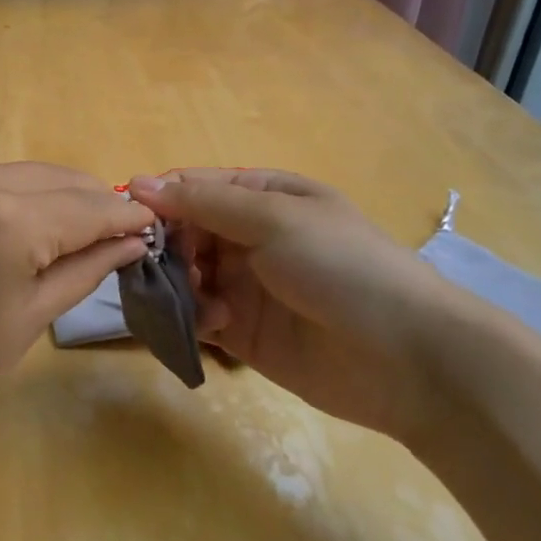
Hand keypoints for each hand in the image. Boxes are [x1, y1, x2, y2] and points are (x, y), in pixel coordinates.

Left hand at [0, 163, 153, 437]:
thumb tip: (133, 240)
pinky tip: (34, 223)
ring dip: (59, 196)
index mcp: (5, 219)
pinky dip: (20, 196)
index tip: (154, 226)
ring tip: (84, 229)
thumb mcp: (31, 316)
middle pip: (58, 179)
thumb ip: (87, 266)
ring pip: (26, 174)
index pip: (87, 206)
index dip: (125, 216)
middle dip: (95, 203)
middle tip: (124, 232)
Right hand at [127, 169, 469, 443]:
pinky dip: (195, 318)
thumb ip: (203, 202)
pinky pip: (198, 316)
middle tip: (153, 264)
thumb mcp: (273, 218)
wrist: (409, 358)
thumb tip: (135, 182)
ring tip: (195, 298)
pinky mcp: (243, 333)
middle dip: (165, 246)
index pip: (193, 187)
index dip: (160, 199)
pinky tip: (216, 325)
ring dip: (179, 284)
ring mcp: (245, 285)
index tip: (130, 217)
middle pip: (182, 232)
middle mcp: (249, 236)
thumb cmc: (342, 266)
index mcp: (263, 195)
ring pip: (184, 275)